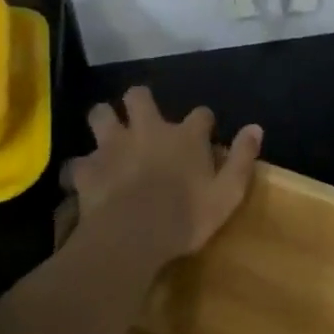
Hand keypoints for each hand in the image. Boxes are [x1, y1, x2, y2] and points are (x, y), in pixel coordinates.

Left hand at [67, 87, 261, 261]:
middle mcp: (148, 130)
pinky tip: (85, 179)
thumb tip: (256, 127)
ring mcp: (113, 146)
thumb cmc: (186, 216)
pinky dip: (81, 168)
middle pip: (138, 96)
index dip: (203, 122)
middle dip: (139, 102)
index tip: (205, 135)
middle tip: (142, 120)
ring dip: (104, 122)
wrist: (132, 237)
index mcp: (185, 136)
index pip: (201, 115)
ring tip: (109, 138)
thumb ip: (242, 159)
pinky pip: (77, 162)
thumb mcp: (228, 193)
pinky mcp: (87, 170)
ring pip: (100, 114)